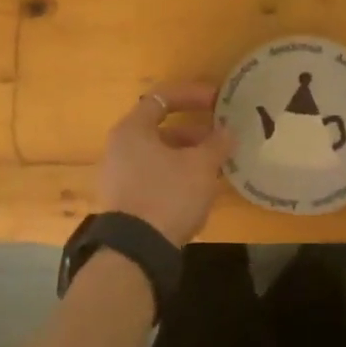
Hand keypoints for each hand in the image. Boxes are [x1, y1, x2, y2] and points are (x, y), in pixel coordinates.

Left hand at [96, 81, 234, 247]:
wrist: (136, 251)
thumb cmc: (168, 195)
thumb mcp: (200, 167)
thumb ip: (217, 144)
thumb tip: (227, 131)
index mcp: (132, 130)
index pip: (162, 98)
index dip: (192, 95)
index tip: (218, 101)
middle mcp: (119, 148)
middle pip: (160, 129)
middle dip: (194, 133)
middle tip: (220, 139)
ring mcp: (118, 176)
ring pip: (159, 156)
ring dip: (188, 157)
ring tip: (215, 168)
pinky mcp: (124, 202)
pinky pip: (153, 178)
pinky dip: (176, 177)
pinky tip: (198, 192)